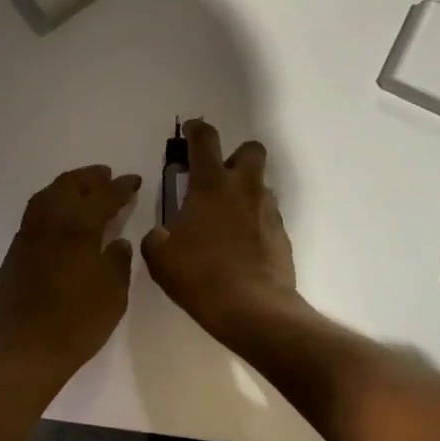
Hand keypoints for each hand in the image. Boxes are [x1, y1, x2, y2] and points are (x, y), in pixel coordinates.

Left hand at [0, 165, 141, 389]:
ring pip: (46, 195)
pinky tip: (58, 217)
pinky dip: (50, 204)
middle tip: (107, 176)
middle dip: (90, 177)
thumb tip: (117, 242)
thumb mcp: (113, 296)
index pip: (103, 197)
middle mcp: (50, 224)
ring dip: (67, 185)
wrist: (24, 353)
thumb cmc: (76, 325)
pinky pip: (33, 214)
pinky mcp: (13, 252)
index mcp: (78, 230)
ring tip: (82, 188)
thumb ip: (117, 263)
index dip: (121, 186)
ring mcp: (27, 236)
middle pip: (70, 186)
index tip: (133, 180)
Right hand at [141, 120, 300, 344]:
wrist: (254, 310)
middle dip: (235, 155)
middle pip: (250, 150)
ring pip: (260, 185)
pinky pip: (267, 216)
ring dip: (244, 192)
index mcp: (211, 185)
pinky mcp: (282, 236)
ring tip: (225, 220)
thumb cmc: (201, 277)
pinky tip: (241, 247)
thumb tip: (161, 235)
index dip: (196, 130)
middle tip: (216, 178)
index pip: (205, 140)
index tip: (190, 131)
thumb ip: (157, 238)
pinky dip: (254, 222)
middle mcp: (244, 189)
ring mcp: (268, 211)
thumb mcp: (161, 259)